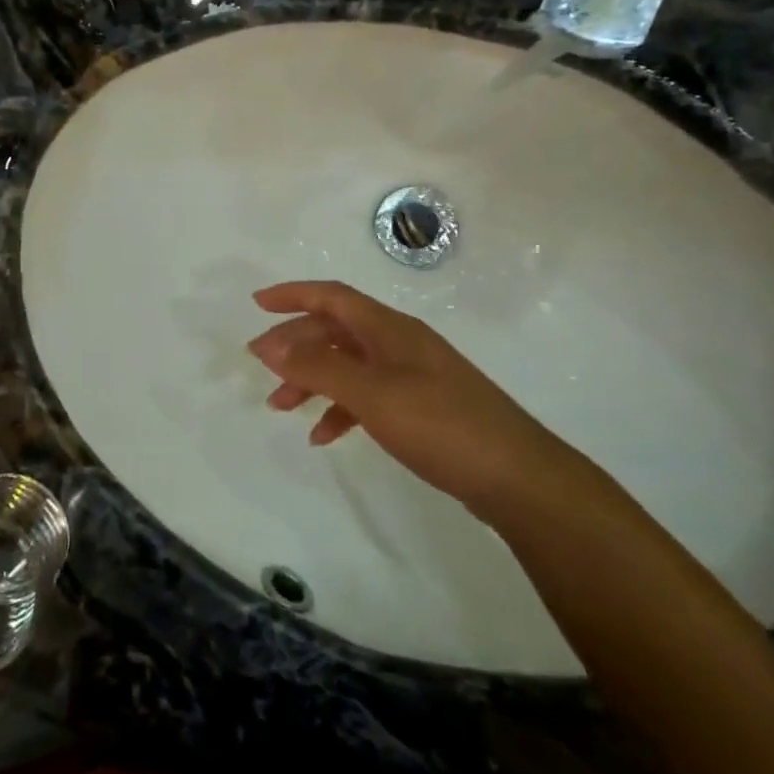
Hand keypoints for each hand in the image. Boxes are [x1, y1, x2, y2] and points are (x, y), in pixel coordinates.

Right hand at [248, 280, 582, 517]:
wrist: (517, 478)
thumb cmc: (441, 425)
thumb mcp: (371, 394)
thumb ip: (318, 367)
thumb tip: (269, 344)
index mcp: (389, 329)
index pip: (332, 297)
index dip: (292, 295)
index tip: (256, 304)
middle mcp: (398, 344)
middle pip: (335, 330)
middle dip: (294, 345)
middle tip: (261, 367)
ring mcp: (411, 375)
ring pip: (347, 365)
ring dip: (311, 379)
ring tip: (280, 407)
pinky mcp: (420, 407)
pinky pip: (366, 396)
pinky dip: (339, 409)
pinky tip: (324, 435)